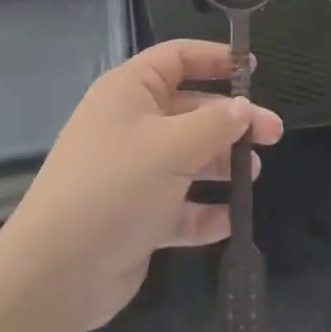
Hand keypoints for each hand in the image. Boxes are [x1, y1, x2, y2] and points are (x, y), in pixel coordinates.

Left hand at [6, 40, 283, 330]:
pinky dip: (203, 210)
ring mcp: (132, 172)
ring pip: (187, 157)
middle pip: (190, 110)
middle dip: (231, 120)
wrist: (57, 272)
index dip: (214, 59)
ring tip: (252, 175)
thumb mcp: (172, 146)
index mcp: (130, 91)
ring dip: (220, 164)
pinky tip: (229, 220)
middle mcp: (130, 125)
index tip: (253, 68)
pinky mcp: (136, 216)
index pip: (177, 59)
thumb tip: (244, 109)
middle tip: (273, 134)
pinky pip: (178, 205)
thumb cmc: (116, 186)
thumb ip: (215, 124)